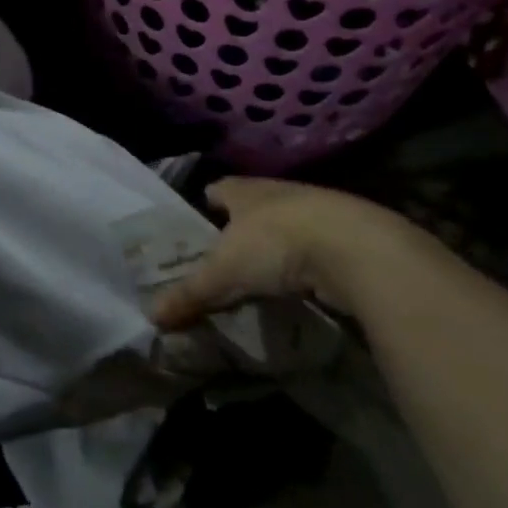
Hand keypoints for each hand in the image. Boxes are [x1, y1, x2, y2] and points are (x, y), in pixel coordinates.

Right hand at [151, 177, 405, 328]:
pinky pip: (313, 252)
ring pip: (284, 230)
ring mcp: (315, 213)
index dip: (204, 207)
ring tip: (258, 281)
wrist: (355, 248)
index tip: (193, 231)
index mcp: (244, 190)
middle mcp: (277, 193)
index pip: (217, 190)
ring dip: (273, 252)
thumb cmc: (277, 244)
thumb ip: (190, 293)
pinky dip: (303, 270)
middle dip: (237, 232)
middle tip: (221, 265)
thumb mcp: (225, 272)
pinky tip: (297, 291)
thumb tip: (152, 317)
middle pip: (250, 209)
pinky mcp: (345, 238)